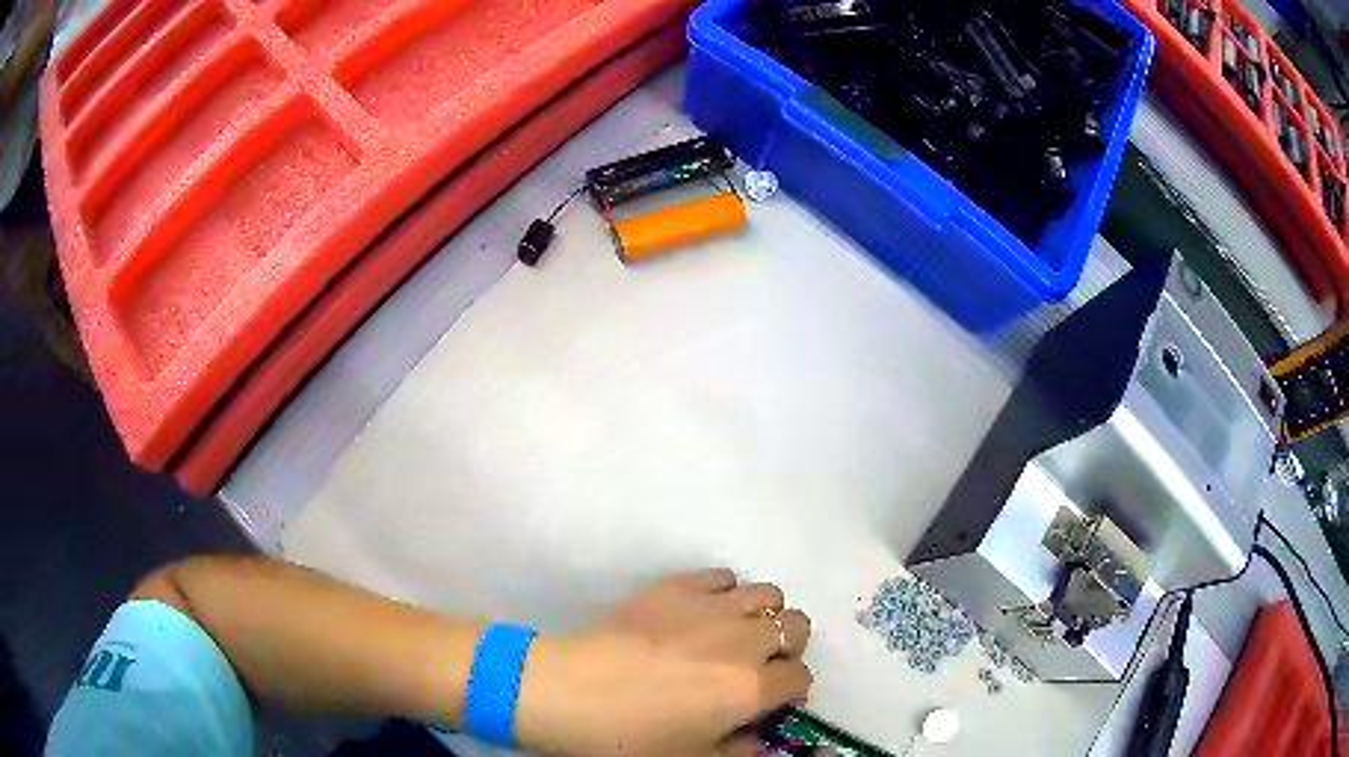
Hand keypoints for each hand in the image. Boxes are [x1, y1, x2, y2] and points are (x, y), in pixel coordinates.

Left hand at [515, 569, 812, 755]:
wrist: (567, 692)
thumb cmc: (628, 737)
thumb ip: (741, 752)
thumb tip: (759, 739)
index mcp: (751, 686)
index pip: (800, 677)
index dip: (792, 691)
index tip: (774, 701)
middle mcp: (743, 639)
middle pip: (795, 625)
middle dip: (787, 647)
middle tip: (759, 666)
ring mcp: (710, 606)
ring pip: (767, 593)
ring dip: (763, 615)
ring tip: (736, 636)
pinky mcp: (676, 585)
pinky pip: (721, 576)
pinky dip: (725, 593)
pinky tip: (704, 613)